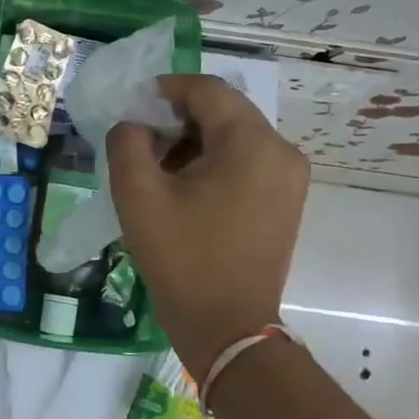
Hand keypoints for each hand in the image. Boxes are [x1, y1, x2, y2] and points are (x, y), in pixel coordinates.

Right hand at [107, 74, 309, 378]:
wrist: (227, 328)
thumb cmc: (182, 258)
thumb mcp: (138, 195)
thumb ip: (128, 142)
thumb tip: (135, 124)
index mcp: (252, 143)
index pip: (206, 90)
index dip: (164, 89)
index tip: (131, 108)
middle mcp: (282, 151)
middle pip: (223, 110)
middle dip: (178, 118)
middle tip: (141, 142)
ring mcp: (290, 177)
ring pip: (235, 135)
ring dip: (194, 141)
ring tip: (159, 169)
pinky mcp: (286, 200)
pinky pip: (247, 160)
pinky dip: (214, 161)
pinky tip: (186, 189)